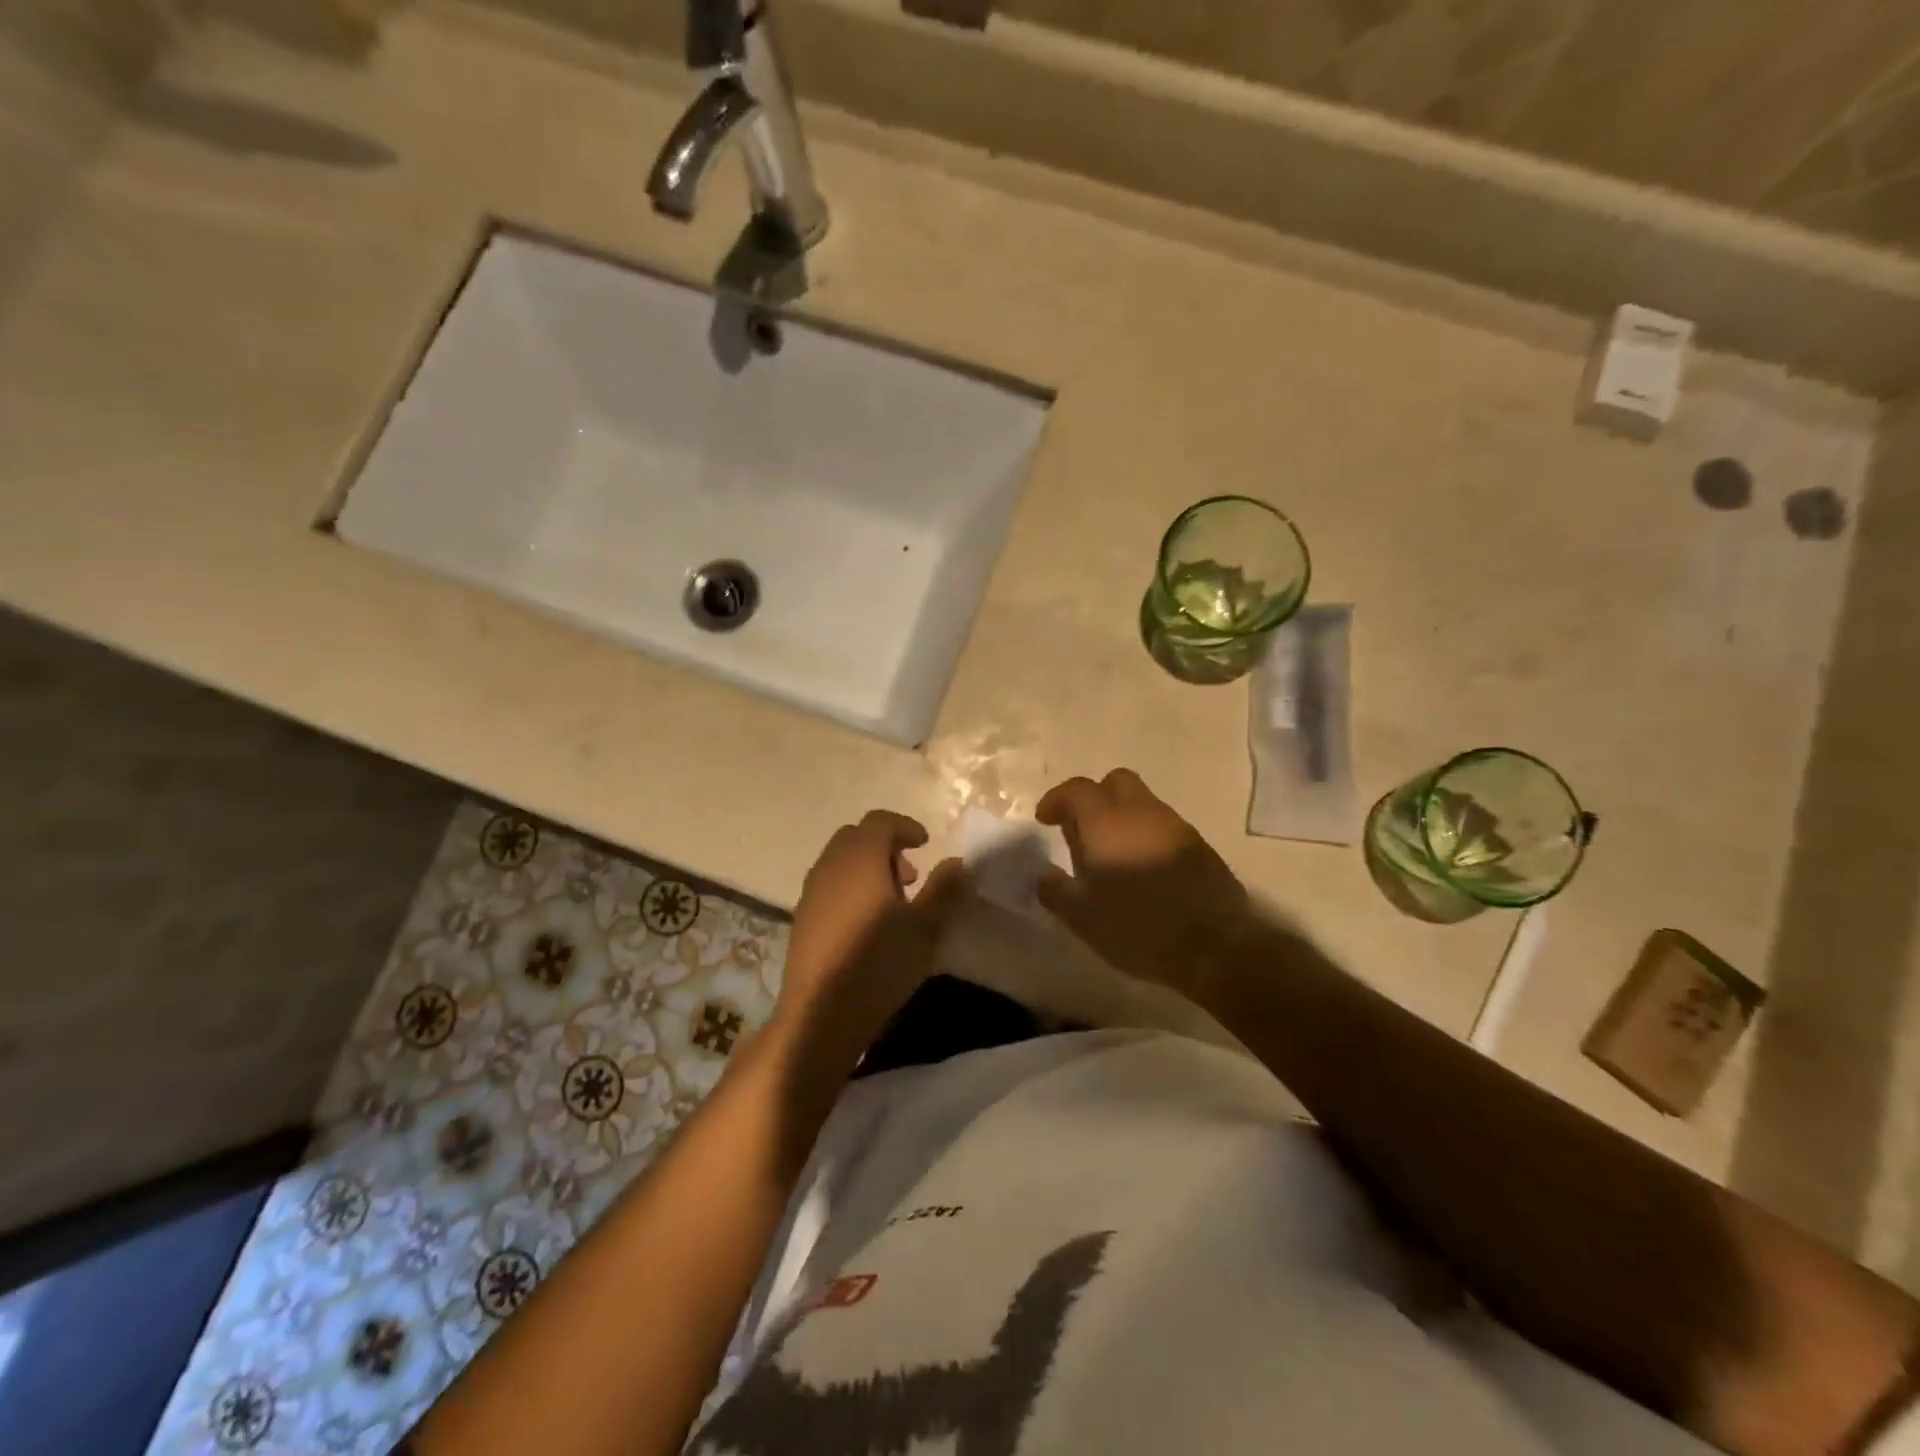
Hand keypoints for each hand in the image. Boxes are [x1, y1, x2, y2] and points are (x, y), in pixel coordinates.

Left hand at [776, 810, 968, 1064]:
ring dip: (867, 868)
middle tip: (911, 877)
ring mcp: (811, 891)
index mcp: (861, 858)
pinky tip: (867, 924)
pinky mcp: (802, 918)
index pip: (880, 821)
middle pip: (857, 837)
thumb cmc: (878, 963)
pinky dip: (851, 887)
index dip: (905, 827)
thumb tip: (956, 861)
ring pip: (840, 861)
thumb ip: (943, 889)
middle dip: (886, 847)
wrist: (819, 1013)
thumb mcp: (924, 927)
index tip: (925, 844)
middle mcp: (831, 865)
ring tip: (893, 903)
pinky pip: (829, 885)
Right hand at [1036, 768, 1247, 991]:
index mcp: (1106, 822)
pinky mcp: (1199, 845)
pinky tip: (1142, 867)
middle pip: (1115, 782)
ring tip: (1111, 853)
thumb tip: (1044, 875)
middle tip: (1081, 829)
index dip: (1057, 799)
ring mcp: (1174, 826)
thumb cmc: (1136, 927)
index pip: (1076, 790)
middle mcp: (1141, 812)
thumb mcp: (1082, 918)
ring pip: (1142, 802)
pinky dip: (1146, 834)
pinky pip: (1163, 826)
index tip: (1044, 819)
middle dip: (1094, 797)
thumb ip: (1056, 891)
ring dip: (1122, 817)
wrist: (1214, 946)